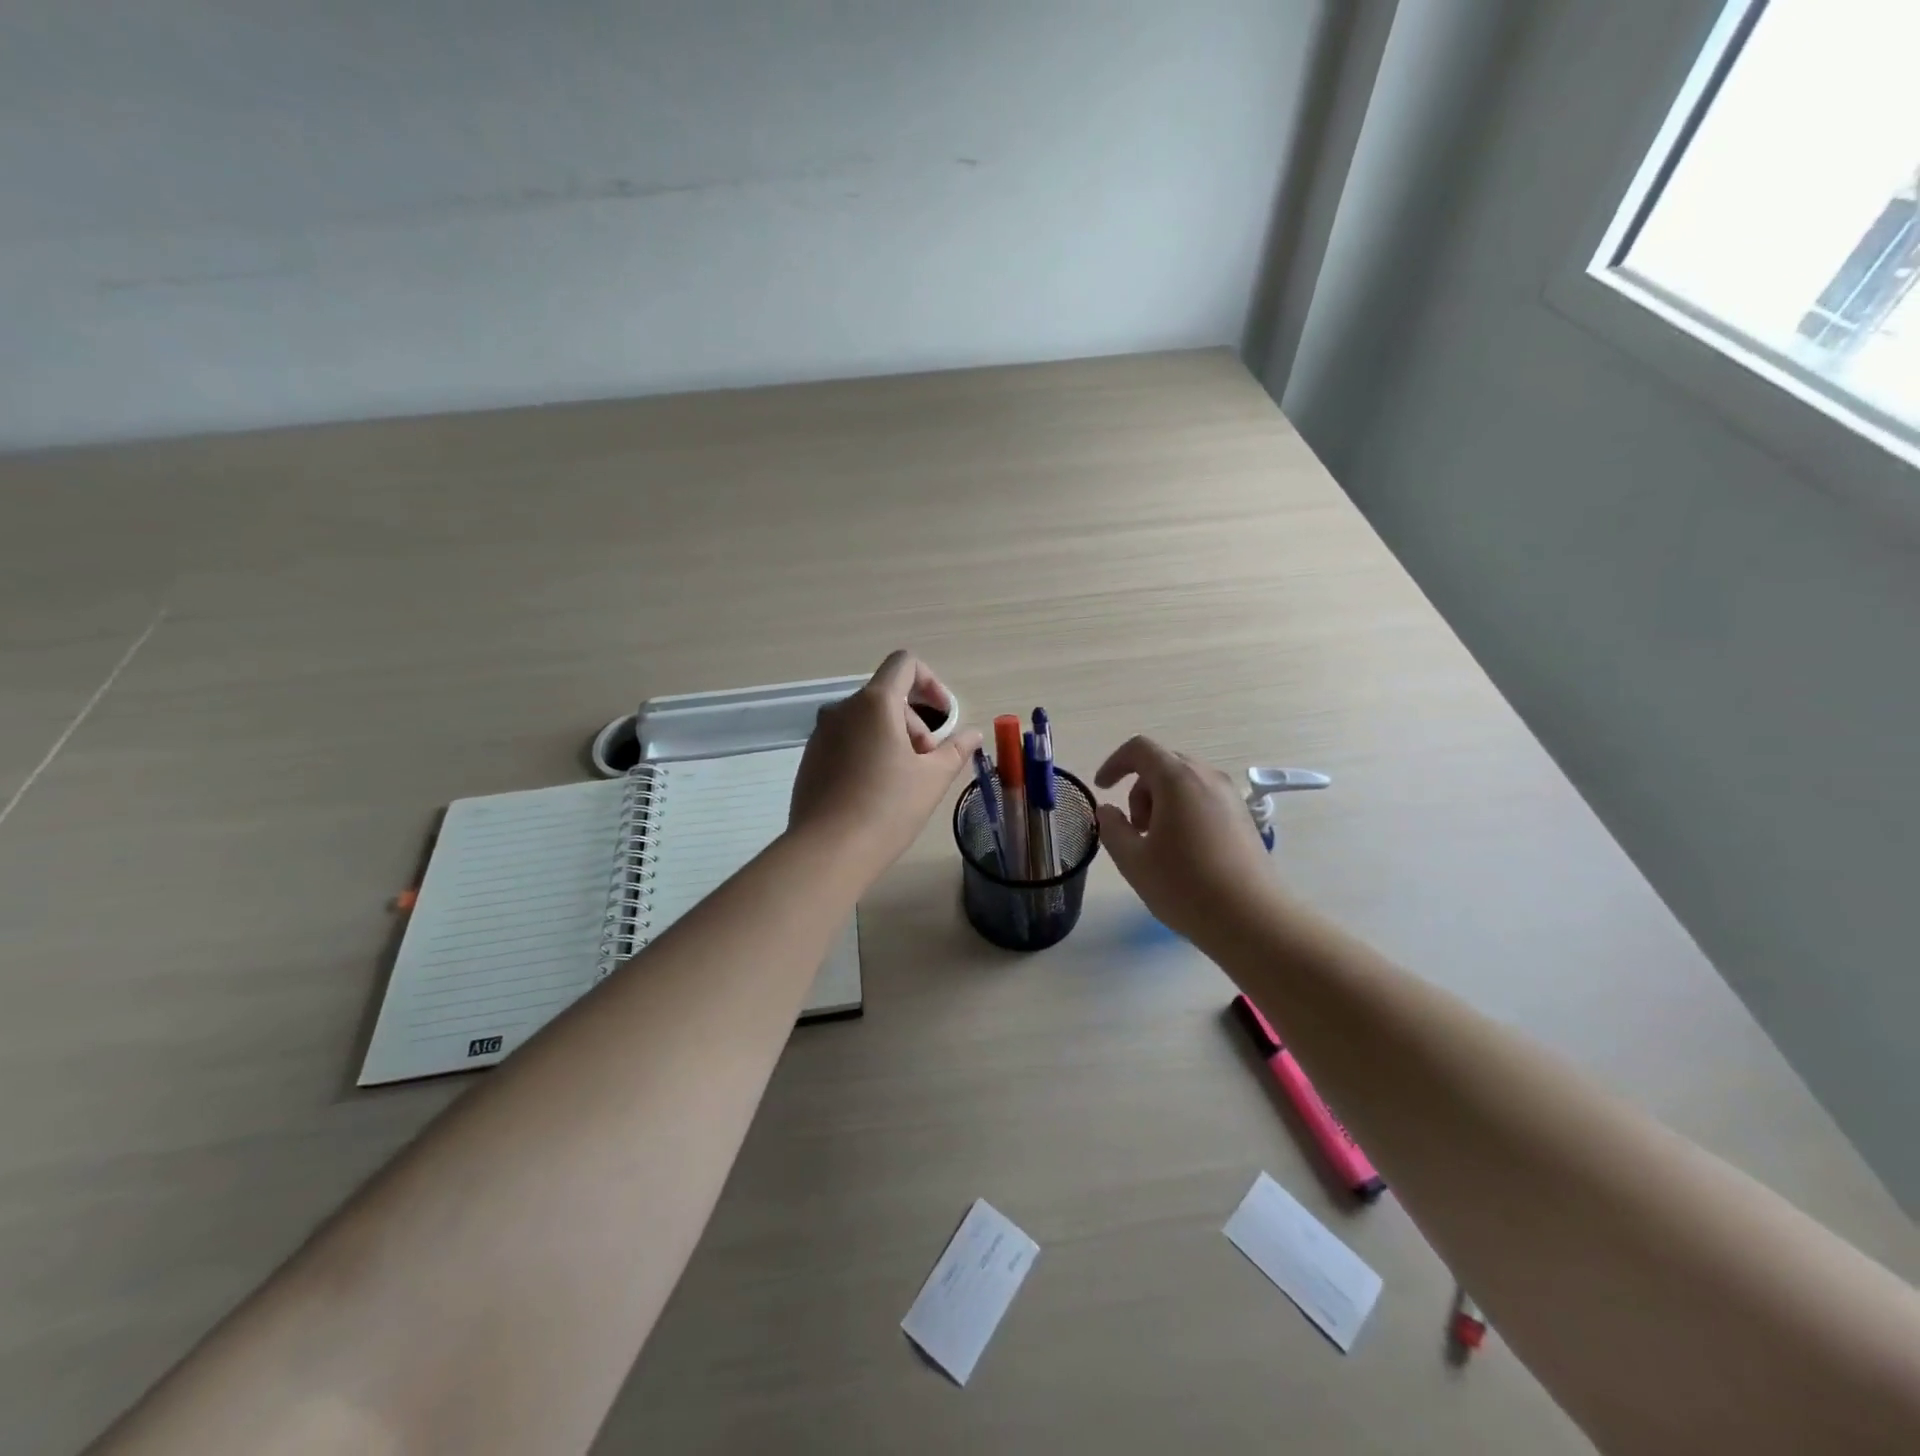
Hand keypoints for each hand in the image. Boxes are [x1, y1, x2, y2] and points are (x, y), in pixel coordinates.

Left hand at [790, 651, 982, 878]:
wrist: (827, 852)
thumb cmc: (887, 808)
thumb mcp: (932, 779)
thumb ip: (955, 750)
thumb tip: (971, 734)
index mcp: (874, 703)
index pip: (904, 664)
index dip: (931, 682)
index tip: (944, 717)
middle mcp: (842, 709)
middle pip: (888, 698)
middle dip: (915, 724)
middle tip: (927, 764)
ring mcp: (821, 734)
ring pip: (867, 721)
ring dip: (892, 739)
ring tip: (903, 782)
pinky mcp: (810, 759)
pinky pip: (847, 741)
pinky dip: (868, 752)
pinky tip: (875, 793)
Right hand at [1094, 736, 1277, 942]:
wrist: (1253, 920)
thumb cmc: (1185, 887)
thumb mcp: (1133, 861)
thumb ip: (1112, 829)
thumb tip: (1107, 811)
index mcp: (1177, 780)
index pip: (1139, 749)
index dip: (1114, 763)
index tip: (1103, 789)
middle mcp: (1207, 778)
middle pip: (1163, 764)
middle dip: (1139, 789)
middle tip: (1134, 829)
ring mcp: (1230, 797)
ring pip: (1185, 782)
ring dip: (1162, 802)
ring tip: (1158, 844)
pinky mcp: (1244, 818)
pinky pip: (1204, 799)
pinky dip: (1184, 812)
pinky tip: (1184, 852)